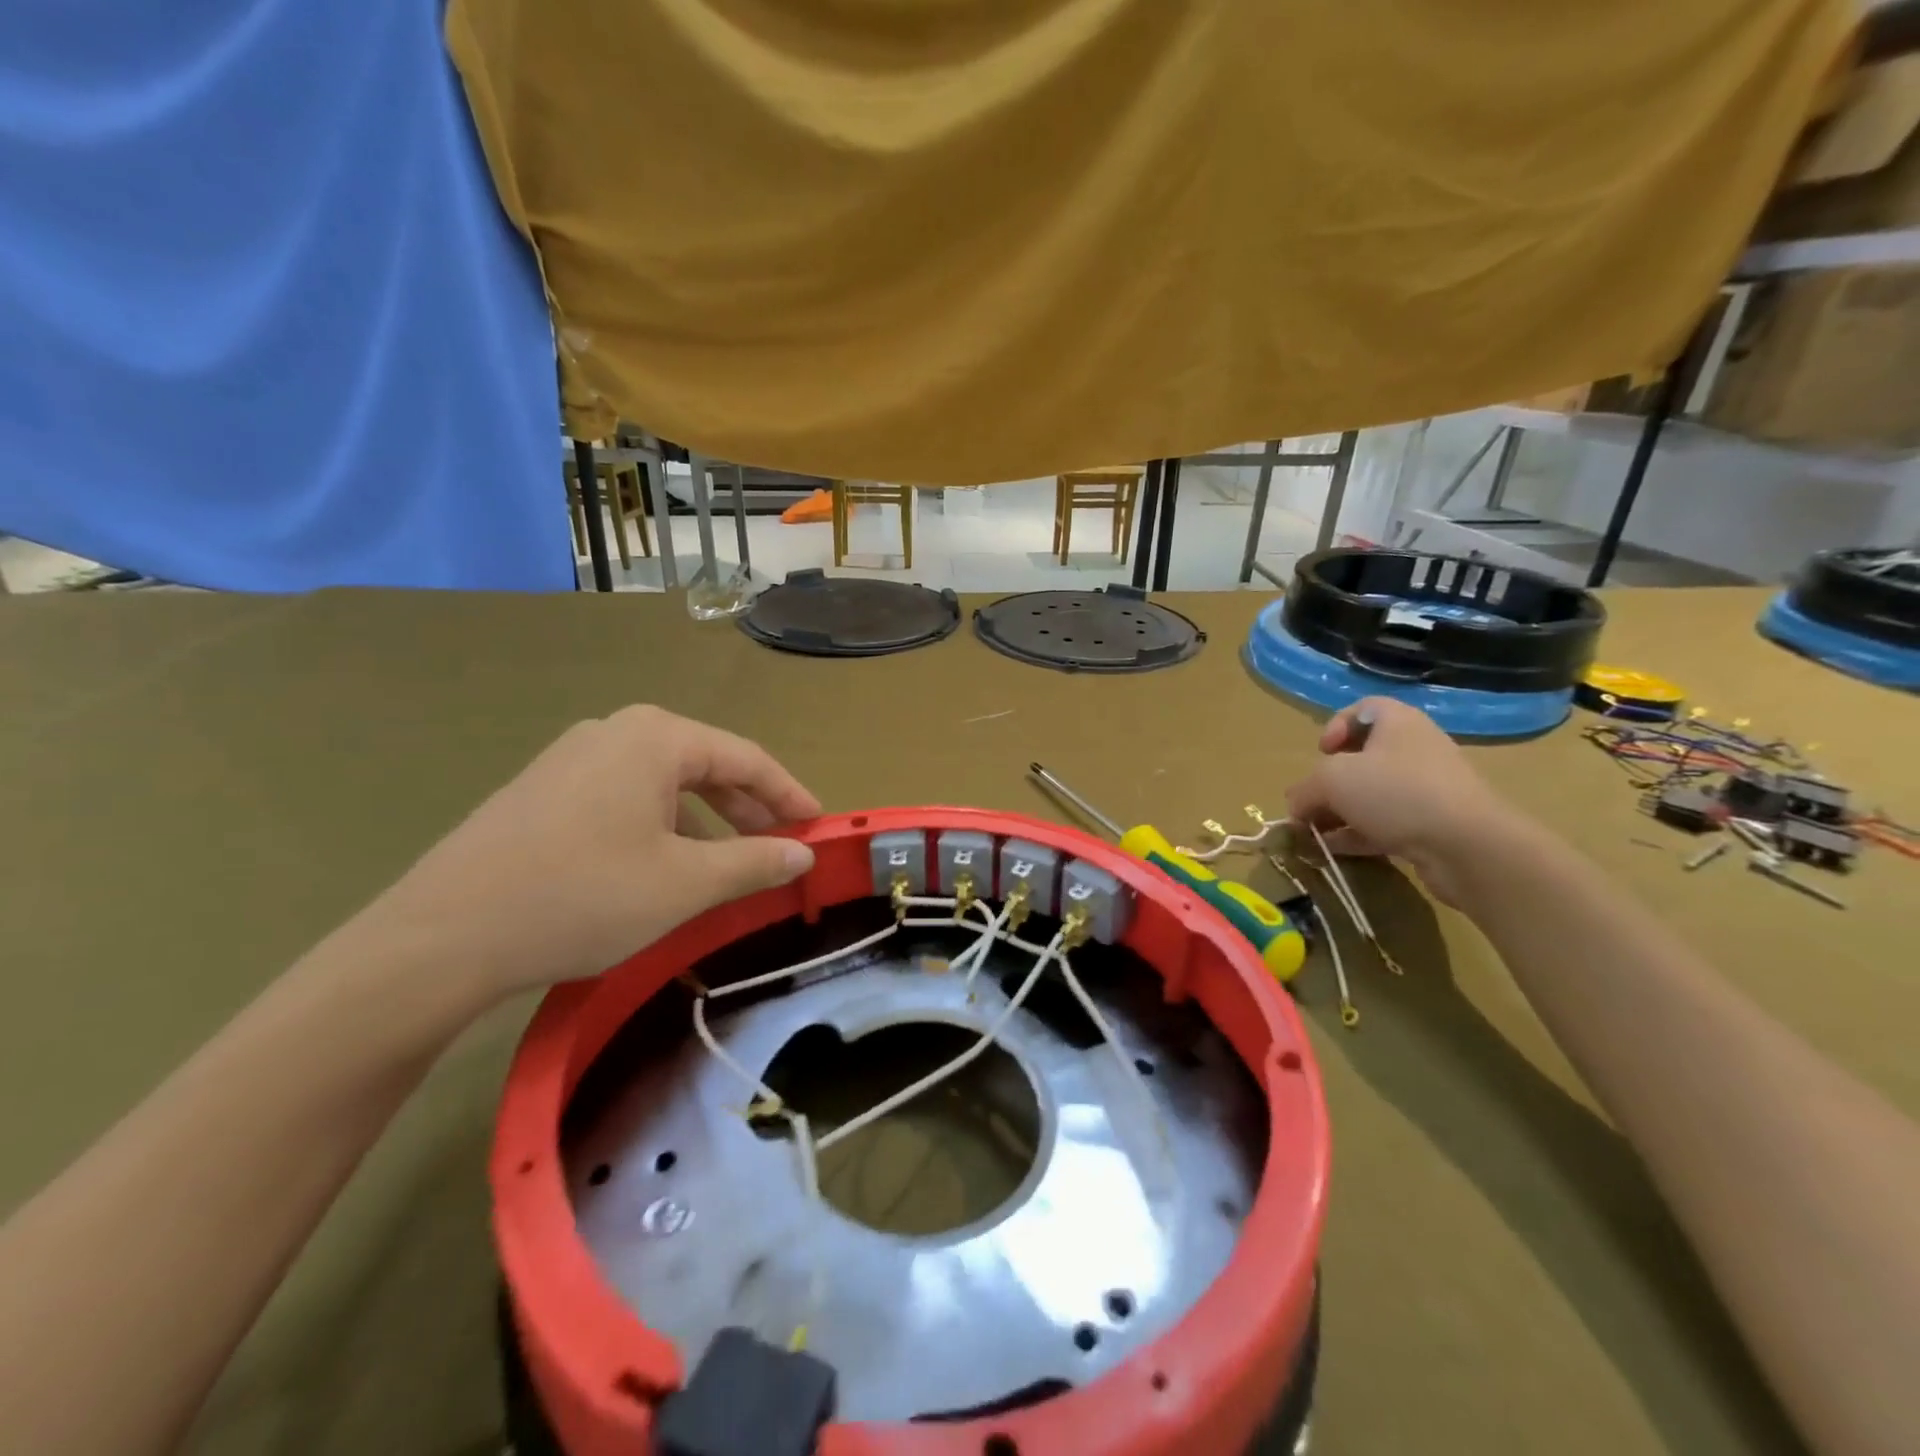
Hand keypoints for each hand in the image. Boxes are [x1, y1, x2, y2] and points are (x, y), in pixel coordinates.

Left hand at [361, 707, 819, 1002]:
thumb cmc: (582, 897)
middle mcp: (615, 732)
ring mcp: (572, 758)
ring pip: (664, 784)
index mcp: (655, 737)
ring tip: (728, 865)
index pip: (747, 758)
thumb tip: (804, 854)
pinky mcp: (543, 791)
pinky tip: (664, 867)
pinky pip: (625, 798)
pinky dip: (662, 827)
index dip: (790, 795)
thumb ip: (755, 862)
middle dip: (750, 808)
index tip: (820, 827)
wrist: (439, 938)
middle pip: (706, 765)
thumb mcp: (685, 884)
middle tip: (782, 848)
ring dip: (707, 821)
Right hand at [1284, 698, 1519, 905]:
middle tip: (1310, 801)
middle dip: (1329, 781)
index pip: (1363, 709)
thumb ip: (1304, 790)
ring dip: (1339, 812)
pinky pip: (1385, 824)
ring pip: (1372, 794)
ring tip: (1313, 833)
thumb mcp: (1331, 781)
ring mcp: (1427, 789)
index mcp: (1398, 723)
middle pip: (1363, 756)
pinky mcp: (1431, 825)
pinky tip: (1332, 851)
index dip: (1336, 726)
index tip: (1322, 752)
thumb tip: (1294, 806)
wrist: (1468, 846)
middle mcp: (1415, 750)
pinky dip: (1357, 834)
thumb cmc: (1395, 792)